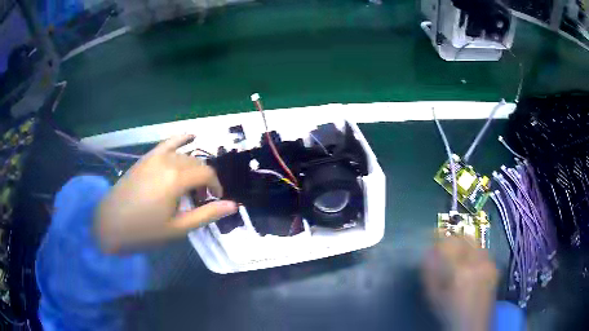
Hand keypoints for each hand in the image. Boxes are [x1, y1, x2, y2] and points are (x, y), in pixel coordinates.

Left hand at [96, 135, 237, 253]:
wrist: (110, 223)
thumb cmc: (144, 230)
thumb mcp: (178, 228)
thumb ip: (207, 214)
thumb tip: (234, 205)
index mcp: (176, 178)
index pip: (207, 174)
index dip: (216, 186)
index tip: (216, 200)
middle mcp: (168, 161)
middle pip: (197, 164)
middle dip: (205, 180)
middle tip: (202, 199)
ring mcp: (155, 156)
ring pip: (184, 155)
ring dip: (194, 167)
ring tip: (191, 186)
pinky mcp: (146, 157)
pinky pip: (167, 143)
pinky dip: (180, 139)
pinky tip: (190, 136)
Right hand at [422, 232, 498, 330]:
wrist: (472, 325)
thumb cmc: (449, 312)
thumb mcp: (433, 296)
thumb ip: (429, 272)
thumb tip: (428, 251)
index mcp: (460, 271)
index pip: (449, 243)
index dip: (439, 237)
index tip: (431, 236)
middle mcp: (478, 262)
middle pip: (465, 238)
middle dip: (454, 238)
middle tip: (445, 246)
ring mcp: (489, 264)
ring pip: (476, 243)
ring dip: (466, 245)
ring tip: (458, 256)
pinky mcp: (495, 267)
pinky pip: (484, 251)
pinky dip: (475, 252)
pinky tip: (470, 264)